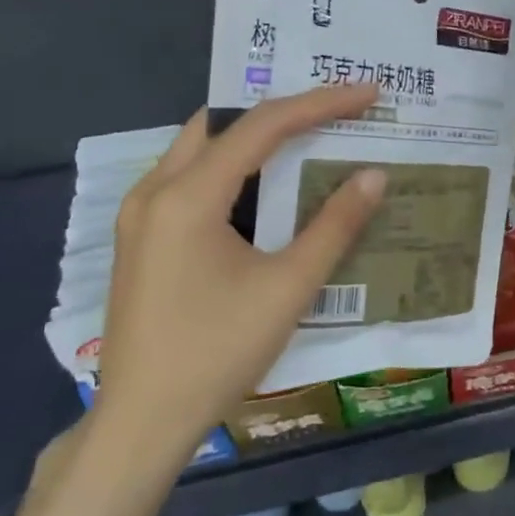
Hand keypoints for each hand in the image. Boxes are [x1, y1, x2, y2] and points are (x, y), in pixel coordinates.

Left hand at [92, 87, 385, 466]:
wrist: (142, 422)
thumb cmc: (218, 351)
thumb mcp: (288, 287)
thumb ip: (334, 225)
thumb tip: (375, 175)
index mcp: (187, 195)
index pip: (262, 126)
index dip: (320, 103)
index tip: (367, 93)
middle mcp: (154, 191)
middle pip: (223, 123)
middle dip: (281, 109)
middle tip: (333, 108)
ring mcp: (140, 215)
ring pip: (201, 148)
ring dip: (253, 136)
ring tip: (306, 135)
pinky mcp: (141, 238)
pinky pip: (190, 178)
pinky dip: (232, 166)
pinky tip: (263, 187)